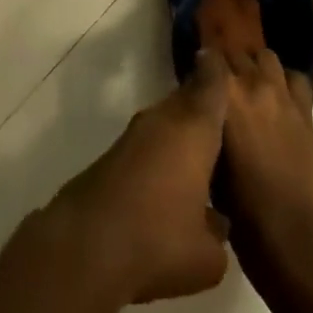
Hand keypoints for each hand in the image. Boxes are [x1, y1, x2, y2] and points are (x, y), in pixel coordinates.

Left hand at [50, 50, 232, 304]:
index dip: (219, 70)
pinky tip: (167, 177)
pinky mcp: (112, 155)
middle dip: (203, 102)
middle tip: (224, 111)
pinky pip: (148, 142)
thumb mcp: (207, 254)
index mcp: (194, 129)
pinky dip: (161, 151)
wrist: (87, 245)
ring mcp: (134, 135)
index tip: (225, 58)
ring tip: (201, 149)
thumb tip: (215, 219)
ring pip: (166, 121)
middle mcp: (164, 121)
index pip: (212, 85)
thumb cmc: (160, 241)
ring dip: (181, 130)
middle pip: (187, 100)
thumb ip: (218, 230)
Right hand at [219, 48, 312, 275]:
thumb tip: (203, 106)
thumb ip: (206, 120)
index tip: (196, 75)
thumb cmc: (239, 205)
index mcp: (225, 95)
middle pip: (236, 53)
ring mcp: (282, 94)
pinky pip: (296, 78)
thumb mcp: (209, 157)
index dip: (201, 63)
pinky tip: (278, 98)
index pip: (209, 56)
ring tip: (251, 85)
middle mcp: (253, 84)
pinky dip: (285, 81)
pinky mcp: (305, 110)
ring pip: (266, 57)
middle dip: (226, 64)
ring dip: (256, 65)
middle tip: (221, 85)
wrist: (288, 233)